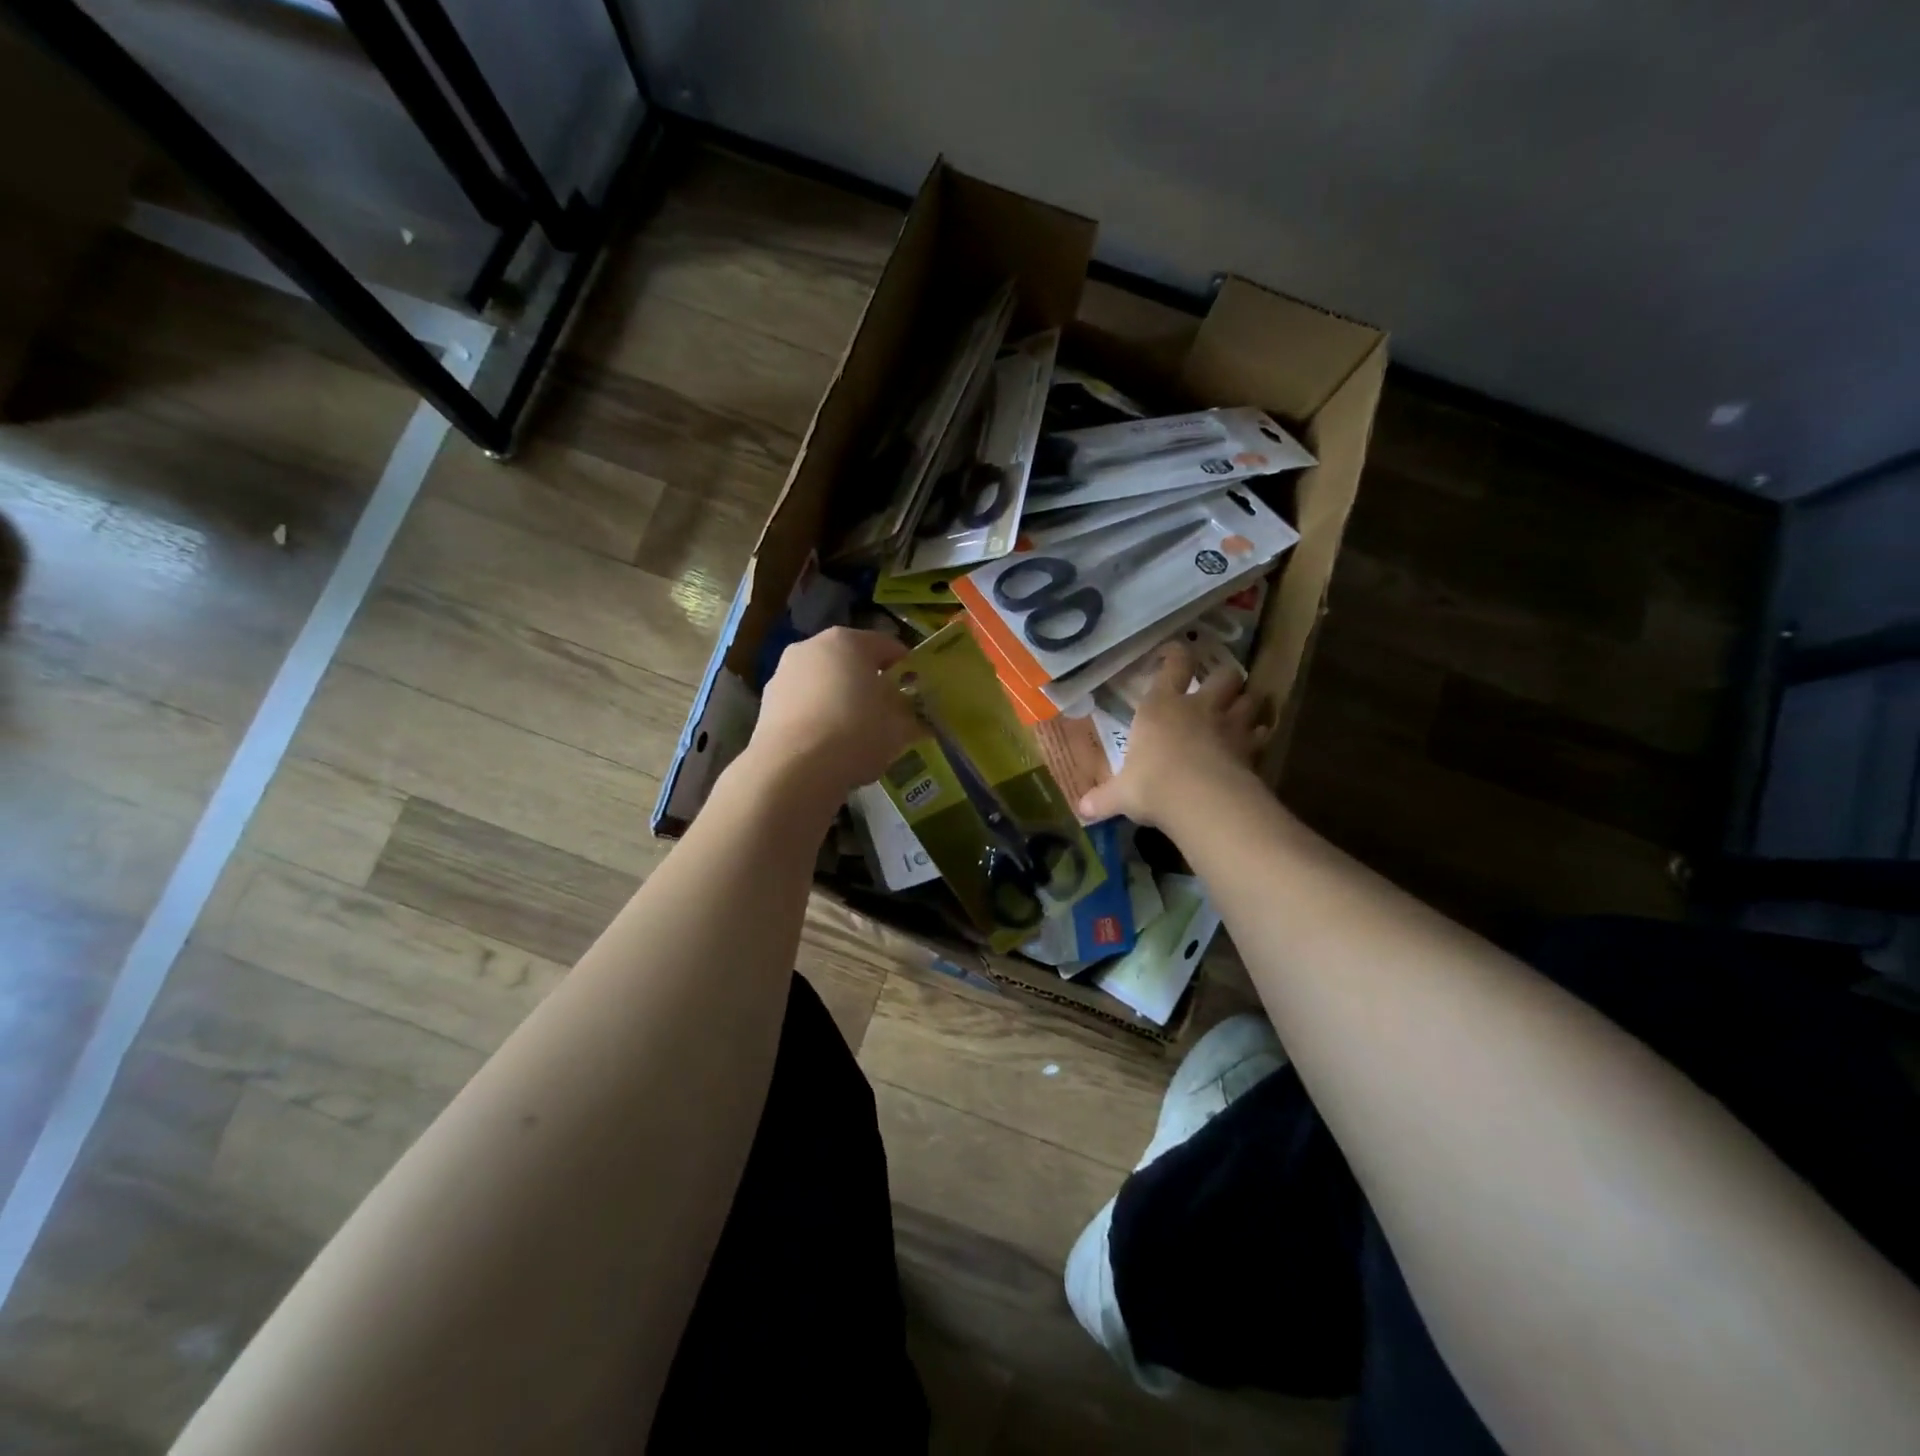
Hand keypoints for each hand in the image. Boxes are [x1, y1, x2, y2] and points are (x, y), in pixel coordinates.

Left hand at [746, 627, 921, 799]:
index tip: (916, 690)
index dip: (906, 667)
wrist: (794, 769)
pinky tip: (828, 746)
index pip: (887, 645)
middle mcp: (812, 647)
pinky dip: (817, 718)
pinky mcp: (766, 704)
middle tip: (887, 711)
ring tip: (856, 732)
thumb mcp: (899, 729)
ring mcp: (783, 674)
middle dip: (869, 682)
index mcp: (848, 641)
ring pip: (823, 683)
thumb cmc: (856, 733)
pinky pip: (803, 705)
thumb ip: (911, 719)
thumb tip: (919, 720)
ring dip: (840, 699)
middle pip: (850, 661)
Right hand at [1077, 644, 1271, 827]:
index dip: (1176, 654)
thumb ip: (1103, 799)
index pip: (1174, 665)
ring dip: (1248, 702)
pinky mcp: (1251, 749)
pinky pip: (1262, 734)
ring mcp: (1229, 726)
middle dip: (1224, 677)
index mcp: (1161, 707)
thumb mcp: (1121, 794)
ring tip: (1242, 710)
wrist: (1201, 801)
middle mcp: (1198, 707)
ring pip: (1250, 699)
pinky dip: (1260, 736)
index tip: (1174, 652)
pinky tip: (1256, 743)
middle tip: (1219, 686)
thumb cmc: (1152, 785)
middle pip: (1224, 675)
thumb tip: (1081, 810)